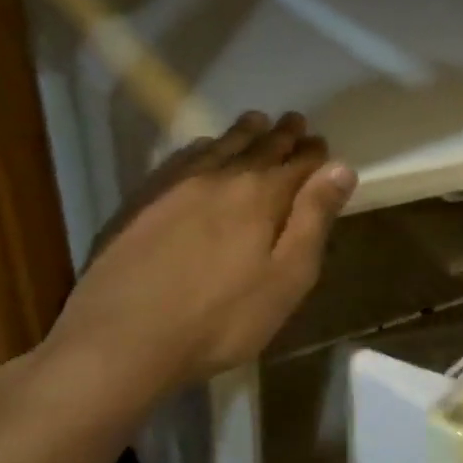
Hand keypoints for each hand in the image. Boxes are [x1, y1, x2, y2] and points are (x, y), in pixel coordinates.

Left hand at [45, 111, 354, 400]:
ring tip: (256, 122)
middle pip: (258, 148)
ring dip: (243, 134)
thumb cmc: (222, 318)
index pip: (297, 163)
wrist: (121, 341)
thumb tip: (341, 168)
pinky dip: (201, 148)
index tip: (322, 141)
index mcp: (261, 196)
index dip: (314, 153)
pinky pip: (180, 160)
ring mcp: (174, 187)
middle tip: (295, 122)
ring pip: (218, 148)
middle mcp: (219, 178)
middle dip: (281, 135)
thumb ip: (314, 219)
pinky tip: (202, 150)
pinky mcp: (141, 203)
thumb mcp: (287, 277)